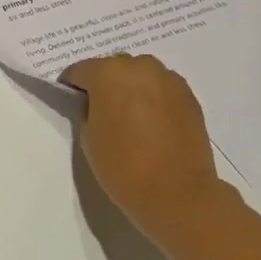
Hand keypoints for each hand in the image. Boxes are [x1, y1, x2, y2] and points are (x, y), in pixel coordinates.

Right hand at [61, 53, 238, 250]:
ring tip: (130, 116)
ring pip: (140, 75)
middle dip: (104, 83)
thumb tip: (96, 103)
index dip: (72, 86)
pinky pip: (161, 88)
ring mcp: (168, 79)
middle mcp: (140, 66)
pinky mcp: (189, 95)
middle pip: (113, 67)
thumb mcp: (88, 136)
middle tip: (101, 110)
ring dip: (131, 88)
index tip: (71, 101)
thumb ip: (88, 110)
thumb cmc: (122, 165)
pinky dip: (153, 98)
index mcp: (108, 73)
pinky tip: (152, 123)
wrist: (177, 193)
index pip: (80, 70)